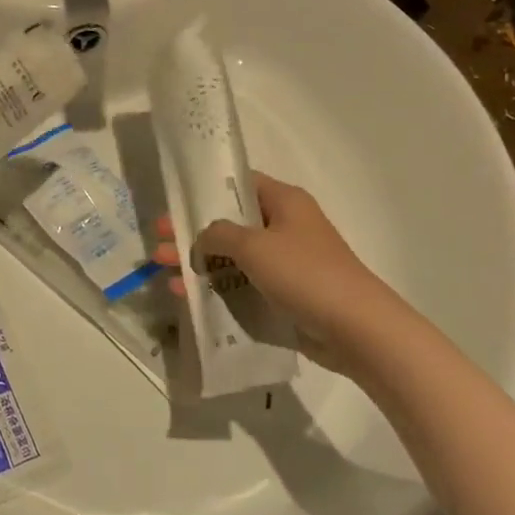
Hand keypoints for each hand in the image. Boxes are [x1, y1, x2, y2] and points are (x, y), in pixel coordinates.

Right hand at [153, 171, 386, 346]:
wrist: (357, 330)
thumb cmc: (305, 274)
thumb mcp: (253, 246)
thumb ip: (218, 235)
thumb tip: (202, 238)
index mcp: (284, 201)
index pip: (239, 184)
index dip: (205, 191)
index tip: (174, 203)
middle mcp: (285, 226)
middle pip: (229, 223)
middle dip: (192, 234)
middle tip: (158, 241)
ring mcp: (286, 262)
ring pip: (233, 257)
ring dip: (199, 264)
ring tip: (164, 273)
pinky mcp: (285, 294)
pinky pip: (243, 284)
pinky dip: (217, 288)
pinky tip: (188, 297)